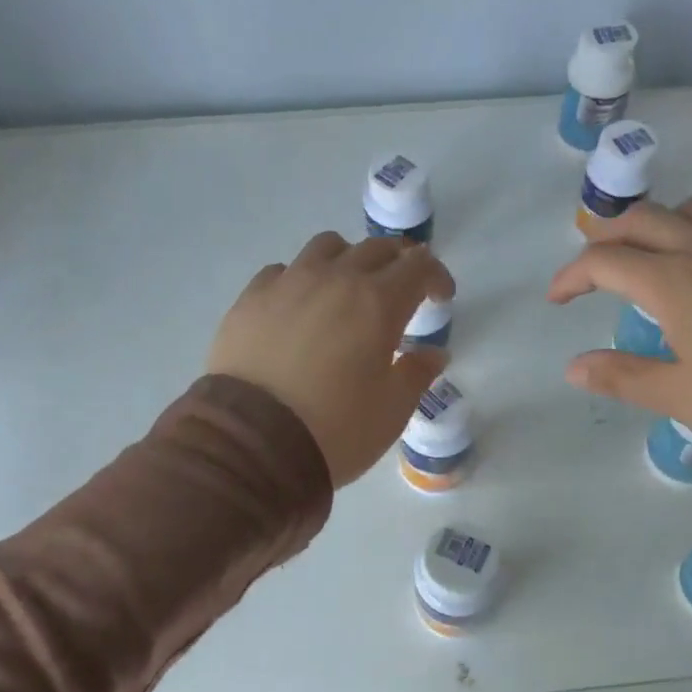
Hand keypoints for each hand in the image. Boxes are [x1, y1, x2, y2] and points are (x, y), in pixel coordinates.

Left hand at [208, 233, 453, 486]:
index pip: (419, 266)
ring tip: (349, 289)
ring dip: (349, 260)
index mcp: (378, 303)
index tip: (440, 298)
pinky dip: (302, 279)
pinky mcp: (250, 299)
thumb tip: (432, 354)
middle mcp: (335, 279)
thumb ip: (417, 373)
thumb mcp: (393, 410)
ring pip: (326, 247)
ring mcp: (288, 284)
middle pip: (376, 248)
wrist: (254, 443)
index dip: (436, 277)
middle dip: (398, 263)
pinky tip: (301, 307)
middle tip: (402, 290)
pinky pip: (283, 270)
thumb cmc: (338, 429)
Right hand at [550, 200, 691, 498]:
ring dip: (652, 228)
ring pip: (686, 214)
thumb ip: (620, 376)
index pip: (606, 260)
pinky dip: (688, 240)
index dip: (571, 276)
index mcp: (674, 281)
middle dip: (606, 239)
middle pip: (643, 219)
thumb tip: (574, 367)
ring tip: (641, 266)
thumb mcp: (676, 395)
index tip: (556, 301)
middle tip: (590, 275)